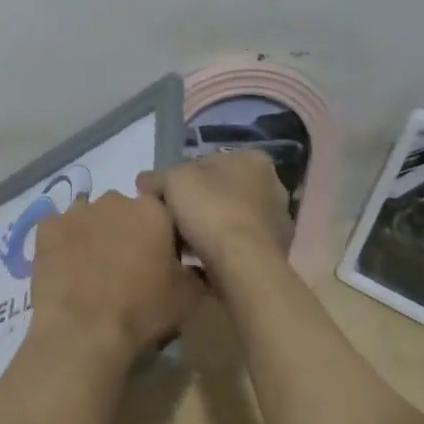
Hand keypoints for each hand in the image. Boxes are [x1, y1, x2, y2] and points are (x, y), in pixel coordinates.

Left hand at [29, 191, 204, 362]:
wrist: (84, 329)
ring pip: (90, 217)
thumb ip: (196, 273)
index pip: (162, 212)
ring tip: (92, 270)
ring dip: (94, 235)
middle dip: (126, 231)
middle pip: (124, 211)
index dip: (162, 235)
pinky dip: (62, 243)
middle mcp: (114, 200)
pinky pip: (58, 229)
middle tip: (126, 266)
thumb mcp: (188, 297)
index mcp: (152, 210)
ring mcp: (77, 211)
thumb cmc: (142, 310)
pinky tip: (65, 268)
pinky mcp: (47, 227)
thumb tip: (195, 267)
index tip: (160, 259)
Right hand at [137, 150, 292, 290]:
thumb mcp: (171, 181)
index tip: (165, 197)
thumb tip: (145, 182)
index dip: (181, 179)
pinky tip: (202, 259)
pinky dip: (222, 248)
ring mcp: (278, 220)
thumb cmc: (210, 209)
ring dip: (210, 227)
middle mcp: (273, 185)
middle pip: (221, 190)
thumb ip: (156, 178)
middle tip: (172, 219)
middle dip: (198, 203)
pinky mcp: (276, 251)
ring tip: (184, 243)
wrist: (242, 264)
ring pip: (231, 218)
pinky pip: (239, 244)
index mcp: (252, 159)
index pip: (207, 162)